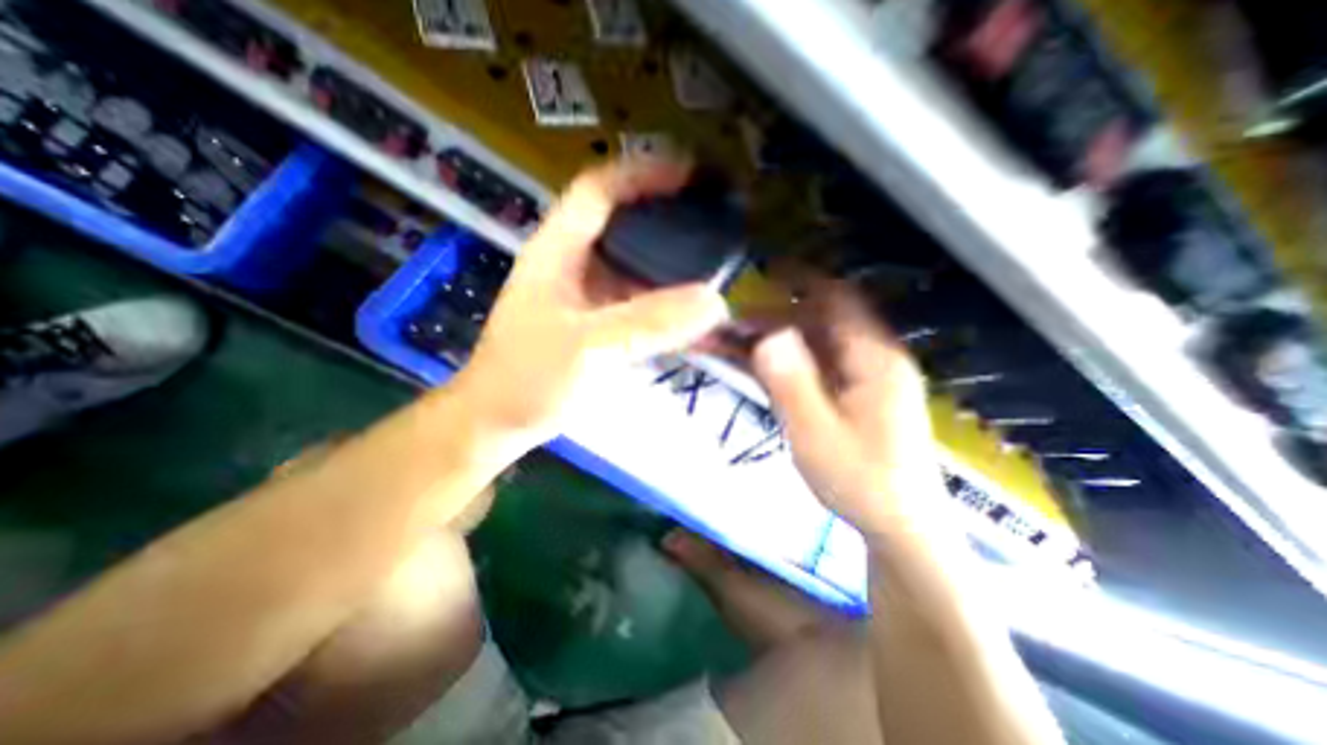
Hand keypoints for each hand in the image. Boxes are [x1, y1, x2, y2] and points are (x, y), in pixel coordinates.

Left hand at [455, 157, 724, 441]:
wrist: (502, 421)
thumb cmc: (530, 379)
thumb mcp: (588, 347)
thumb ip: (649, 323)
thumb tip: (714, 301)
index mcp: (558, 251)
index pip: (600, 190)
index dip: (643, 174)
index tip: (692, 175)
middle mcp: (574, 264)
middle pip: (623, 222)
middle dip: (666, 214)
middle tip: (713, 219)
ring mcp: (588, 295)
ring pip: (634, 263)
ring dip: (671, 260)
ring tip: (715, 259)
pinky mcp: (599, 322)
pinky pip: (639, 301)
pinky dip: (667, 301)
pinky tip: (694, 311)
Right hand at [750, 280, 947, 540]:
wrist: (899, 527)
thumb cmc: (860, 481)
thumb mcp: (815, 434)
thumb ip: (790, 382)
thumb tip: (766, 334)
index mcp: (873, 358)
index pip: (837, 297)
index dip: (800, 279)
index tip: (762, 271)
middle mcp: (872, 357)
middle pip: (820, 319)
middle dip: (774, 316)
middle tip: (731, 324)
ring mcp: (864, 377)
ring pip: (815, 342)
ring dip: (776, 339)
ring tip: (736, 344)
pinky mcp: (855, 394)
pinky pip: (816, 365)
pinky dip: (786, 361)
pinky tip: (760, 366)